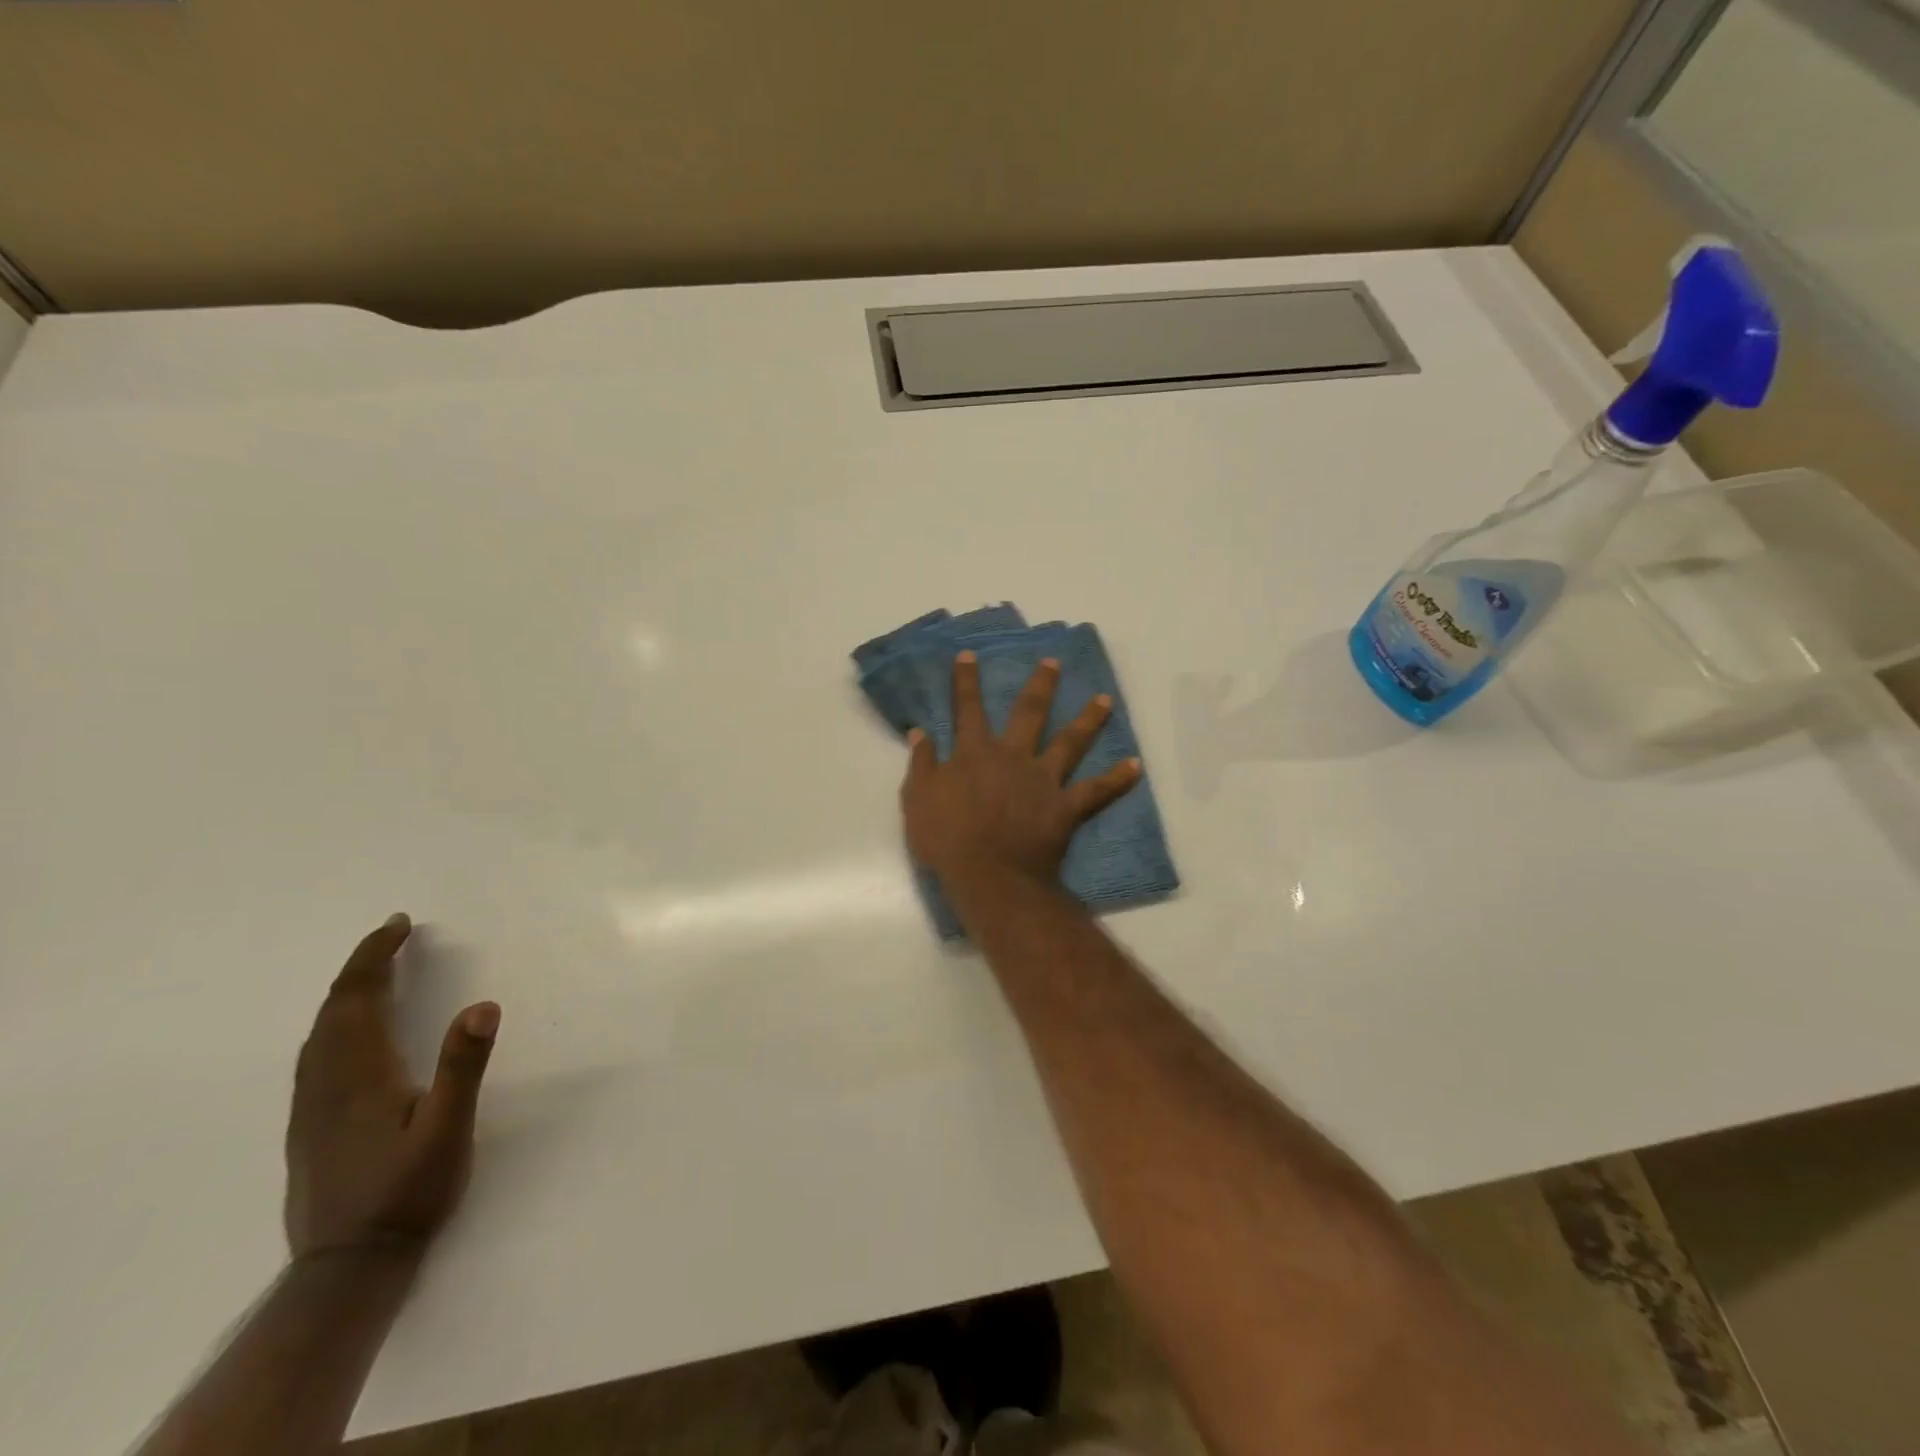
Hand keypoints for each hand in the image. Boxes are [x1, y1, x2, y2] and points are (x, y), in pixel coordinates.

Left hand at [285, 914, 499, 1260]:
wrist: (346, 1268)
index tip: (400, 924)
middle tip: (393, 936)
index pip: (358, 998)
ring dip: (346, 993)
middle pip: (334, 1010)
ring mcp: (311, 1107)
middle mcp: (326, 1083)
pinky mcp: (310, 1127)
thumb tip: (484, 1004)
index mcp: (359, 1074)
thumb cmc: (406, 1193)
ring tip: (375, 972)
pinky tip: (349, 1032)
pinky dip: (334, 1023)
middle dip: (362, 966)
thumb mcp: (448, 1129)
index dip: (375, 956)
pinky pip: (316, 1054)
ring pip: (319, 1033)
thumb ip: (463, 1065)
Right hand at [902, 651, 1140, 889]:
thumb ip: (921, 764)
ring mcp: (1044, 780)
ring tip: (1105, 699)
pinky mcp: (1065, 807)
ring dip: (1088, 719)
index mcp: (975, 754)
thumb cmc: (947, 840)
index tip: (970, 655)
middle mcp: (1013, 757)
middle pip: (1029, 713)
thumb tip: (920, 732)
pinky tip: (1136, 766)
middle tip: (1053, 663)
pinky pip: (1097, 791)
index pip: (968, 709)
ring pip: (1070, 742)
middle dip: (1040, 685)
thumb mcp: (918, 800)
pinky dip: (1117, 779)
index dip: (967, 681)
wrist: (989, 876)